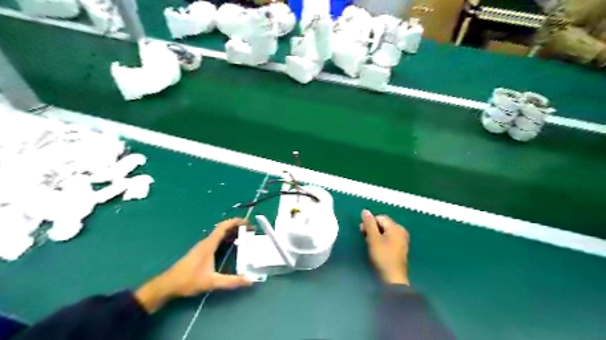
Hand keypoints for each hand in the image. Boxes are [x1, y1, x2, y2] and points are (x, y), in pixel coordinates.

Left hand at [136, 219, 252, 311]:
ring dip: (233, 233)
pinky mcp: (202, 252)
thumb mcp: (212, 282)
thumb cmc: (188, 280)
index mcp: (209, 244)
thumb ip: (231, 281)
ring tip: (246, 237)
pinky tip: (233, 247)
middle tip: (251, 231)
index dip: (236, 222)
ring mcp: (203, 246)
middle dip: (238, 227)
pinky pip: (217, 240)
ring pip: (220, 235)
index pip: (224, 227)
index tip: (248, 223)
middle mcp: (207, 242)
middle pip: (224, 229)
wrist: (168, 285)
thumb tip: (250, 281)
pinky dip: (227, 240)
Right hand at [361, 209, 408, 284]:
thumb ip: (369, 224)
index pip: (379, 218)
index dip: (369, 223)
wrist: (393, 278)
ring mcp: (402, 239)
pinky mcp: (401, 247)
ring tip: (370, 244)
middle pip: (383, 224)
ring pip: (386, 231)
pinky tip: (377, 248)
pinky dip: (382, 240)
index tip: (362, 232)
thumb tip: (365, 210)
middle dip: (373, 228)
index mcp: (396, 227)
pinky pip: (389, 238)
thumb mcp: (373, 239)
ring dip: (376, 235)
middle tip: (364, 238)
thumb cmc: (382, 256)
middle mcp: (401, 231)